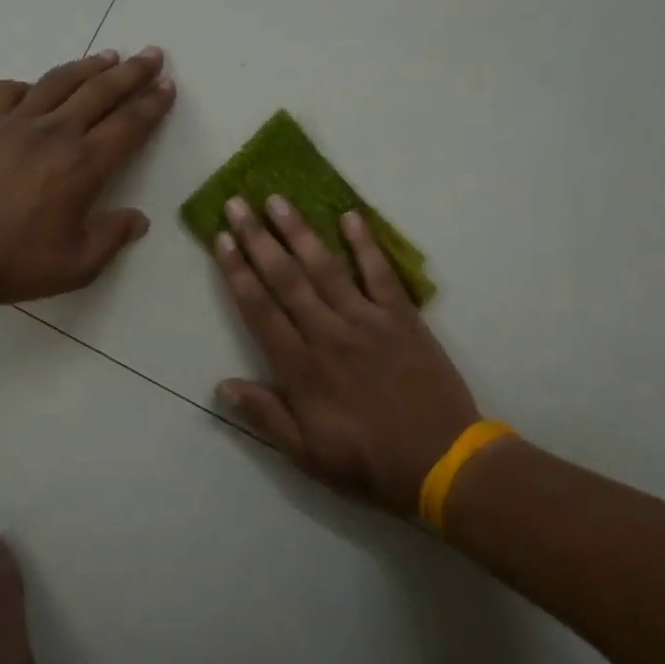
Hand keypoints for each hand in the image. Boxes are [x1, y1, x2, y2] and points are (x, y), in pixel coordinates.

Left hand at [0, 48, 175, 314]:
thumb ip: (113, 238)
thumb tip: (139, 219)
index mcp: (83, 165)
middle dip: (132, 71)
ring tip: (109, 55)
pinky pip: (7, 91)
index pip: (129, 124)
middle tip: (152, 54)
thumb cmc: (14, 263)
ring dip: (88, 66)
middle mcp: (54, 133)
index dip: (152, 103)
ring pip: (59, 81)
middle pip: (101, 91)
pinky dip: (26, 85)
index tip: (167, 85)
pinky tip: (34, 91)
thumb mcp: (77, 266)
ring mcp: (14, 124)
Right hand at [212, 195, 480, 515]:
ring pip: (326, 267)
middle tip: (238, 203)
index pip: (260, 310)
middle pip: (286, 279)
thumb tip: (222, 385)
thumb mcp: (307, 454)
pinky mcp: (402, 317)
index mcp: (301, 368)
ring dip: (299, 231)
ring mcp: (367, 321)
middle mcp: (328, 334)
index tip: (221, 240)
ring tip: (278, 200)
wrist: (442, 463)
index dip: (237, 272)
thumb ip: (266, 415)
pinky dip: (365, 244)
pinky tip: (350, 216)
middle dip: (258, 239)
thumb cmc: (368, 463)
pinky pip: (380, 273)